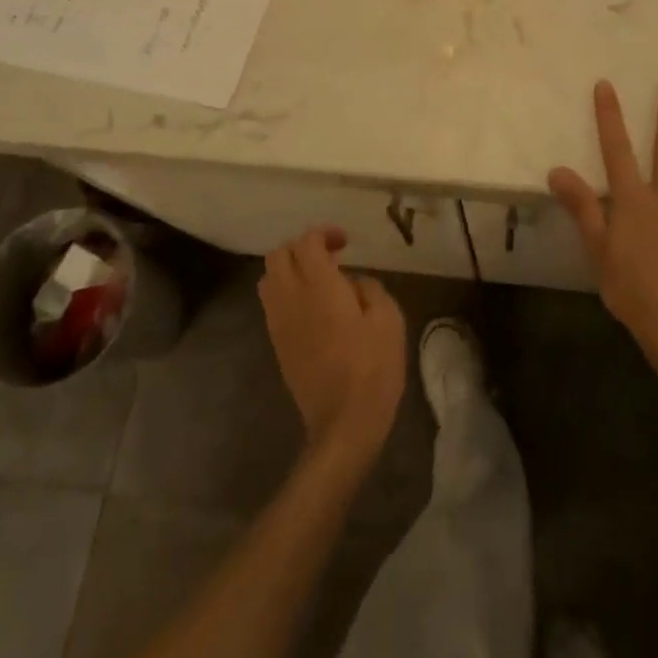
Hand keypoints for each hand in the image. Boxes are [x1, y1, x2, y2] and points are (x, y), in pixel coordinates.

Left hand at [259, 228, 407, 468]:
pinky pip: (272, 305)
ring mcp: (279, 324)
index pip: (306, 242)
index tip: (345, 243)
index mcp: (319, 286)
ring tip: (317, 280)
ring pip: (268, 279)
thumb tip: (351, 282)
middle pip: (277, 255)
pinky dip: (286, 293)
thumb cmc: (372, 367)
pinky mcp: (278, 346)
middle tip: (329, 257)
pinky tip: (312, 308)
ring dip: (289, 270)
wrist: (344, 424)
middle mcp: (291, 298)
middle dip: (301, 247)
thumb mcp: (388, 318)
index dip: (324, 233)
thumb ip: (369, 287)